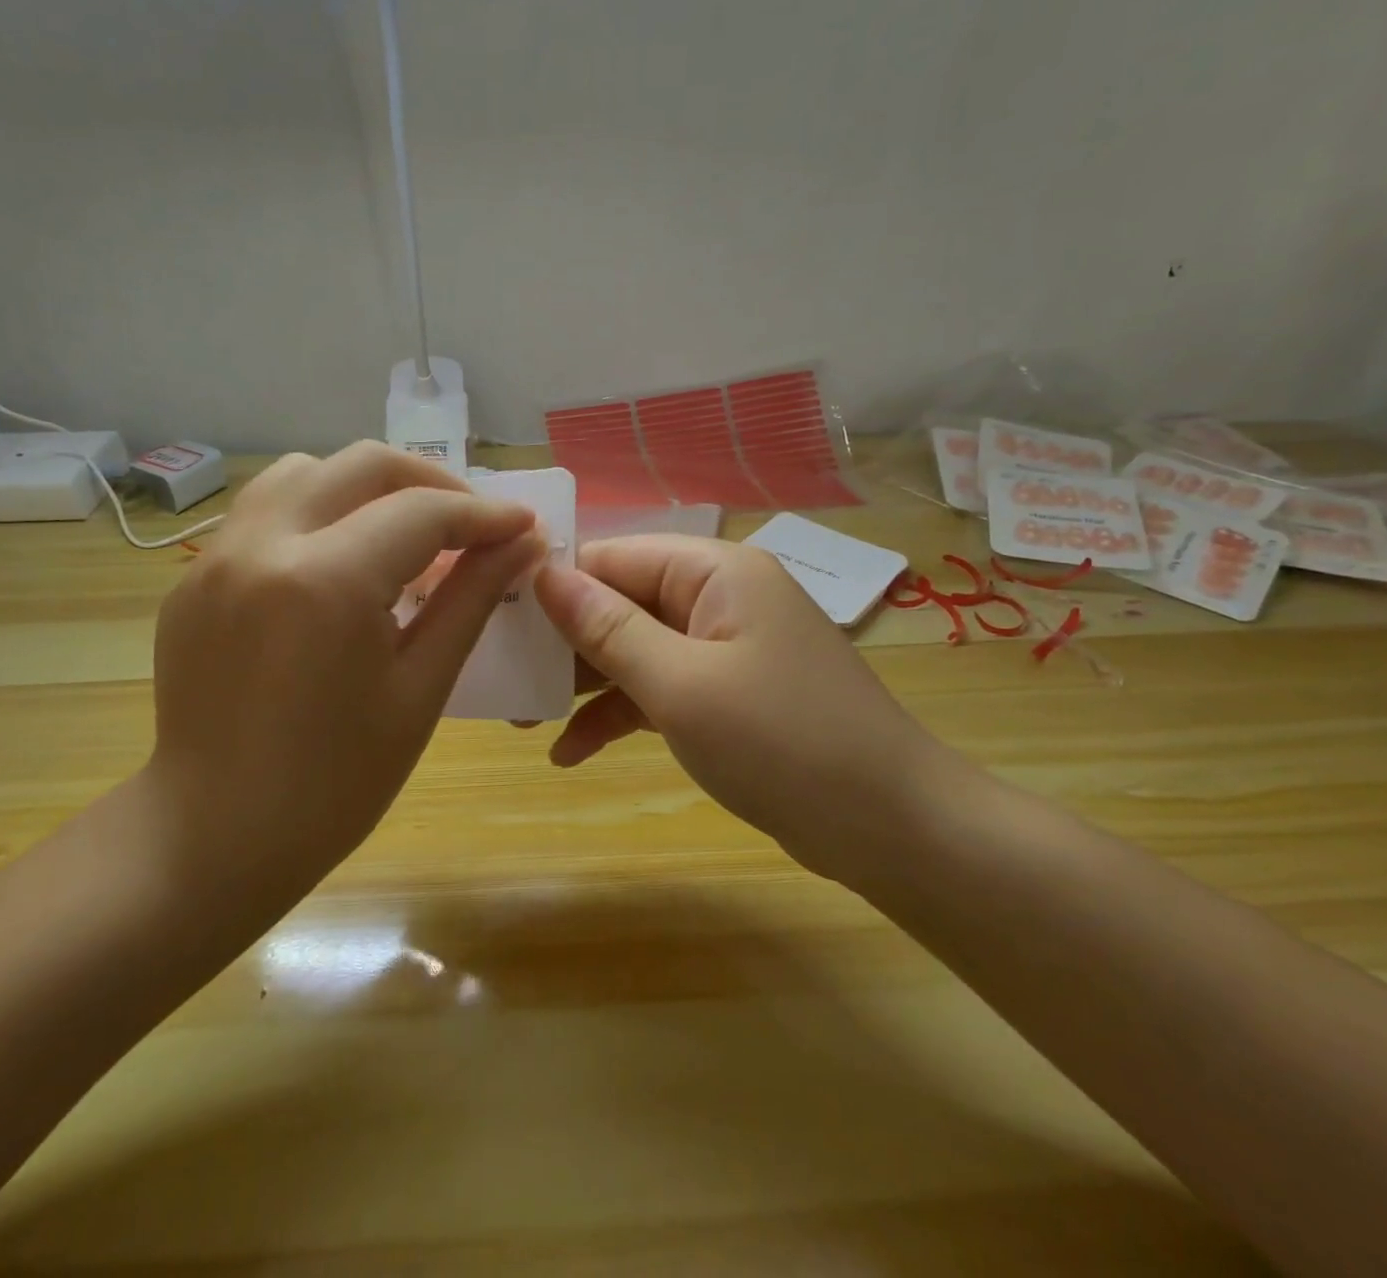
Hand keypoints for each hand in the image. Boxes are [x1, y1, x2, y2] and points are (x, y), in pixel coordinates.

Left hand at [141, 443, 545, 899]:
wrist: (214, 836)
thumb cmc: (336, 783)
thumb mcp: (421, 688)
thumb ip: (472, 599)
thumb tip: (524, 544)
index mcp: (325, 581)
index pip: (422, 512)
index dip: (484, 514)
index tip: (524, 526)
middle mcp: (262, 545)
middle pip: (361, 465)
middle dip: (430, 482)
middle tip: (470, 524)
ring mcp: (217, 557)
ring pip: (304, 472)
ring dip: (365, 488)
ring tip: (402, 536)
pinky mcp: (195, 577)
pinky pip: (265, 512)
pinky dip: (318, 514)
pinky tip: (341, 567)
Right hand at [533, 535, 952, 878]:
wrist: (891, 828)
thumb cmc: (782, 743)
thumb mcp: (681, 685)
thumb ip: (608, 628)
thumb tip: (545, 574)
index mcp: (714, 572)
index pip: (615, 557)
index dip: (555, 583)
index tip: (495, 617)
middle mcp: (718, 598)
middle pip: (622, 602)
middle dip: (563, 642)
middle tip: (503, 677)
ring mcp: (724, 648)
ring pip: (635, 649)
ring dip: (583, 684)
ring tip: (522, 718)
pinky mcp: (727, 695)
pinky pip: (660, 689)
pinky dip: (619, 714)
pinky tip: (571, 754)